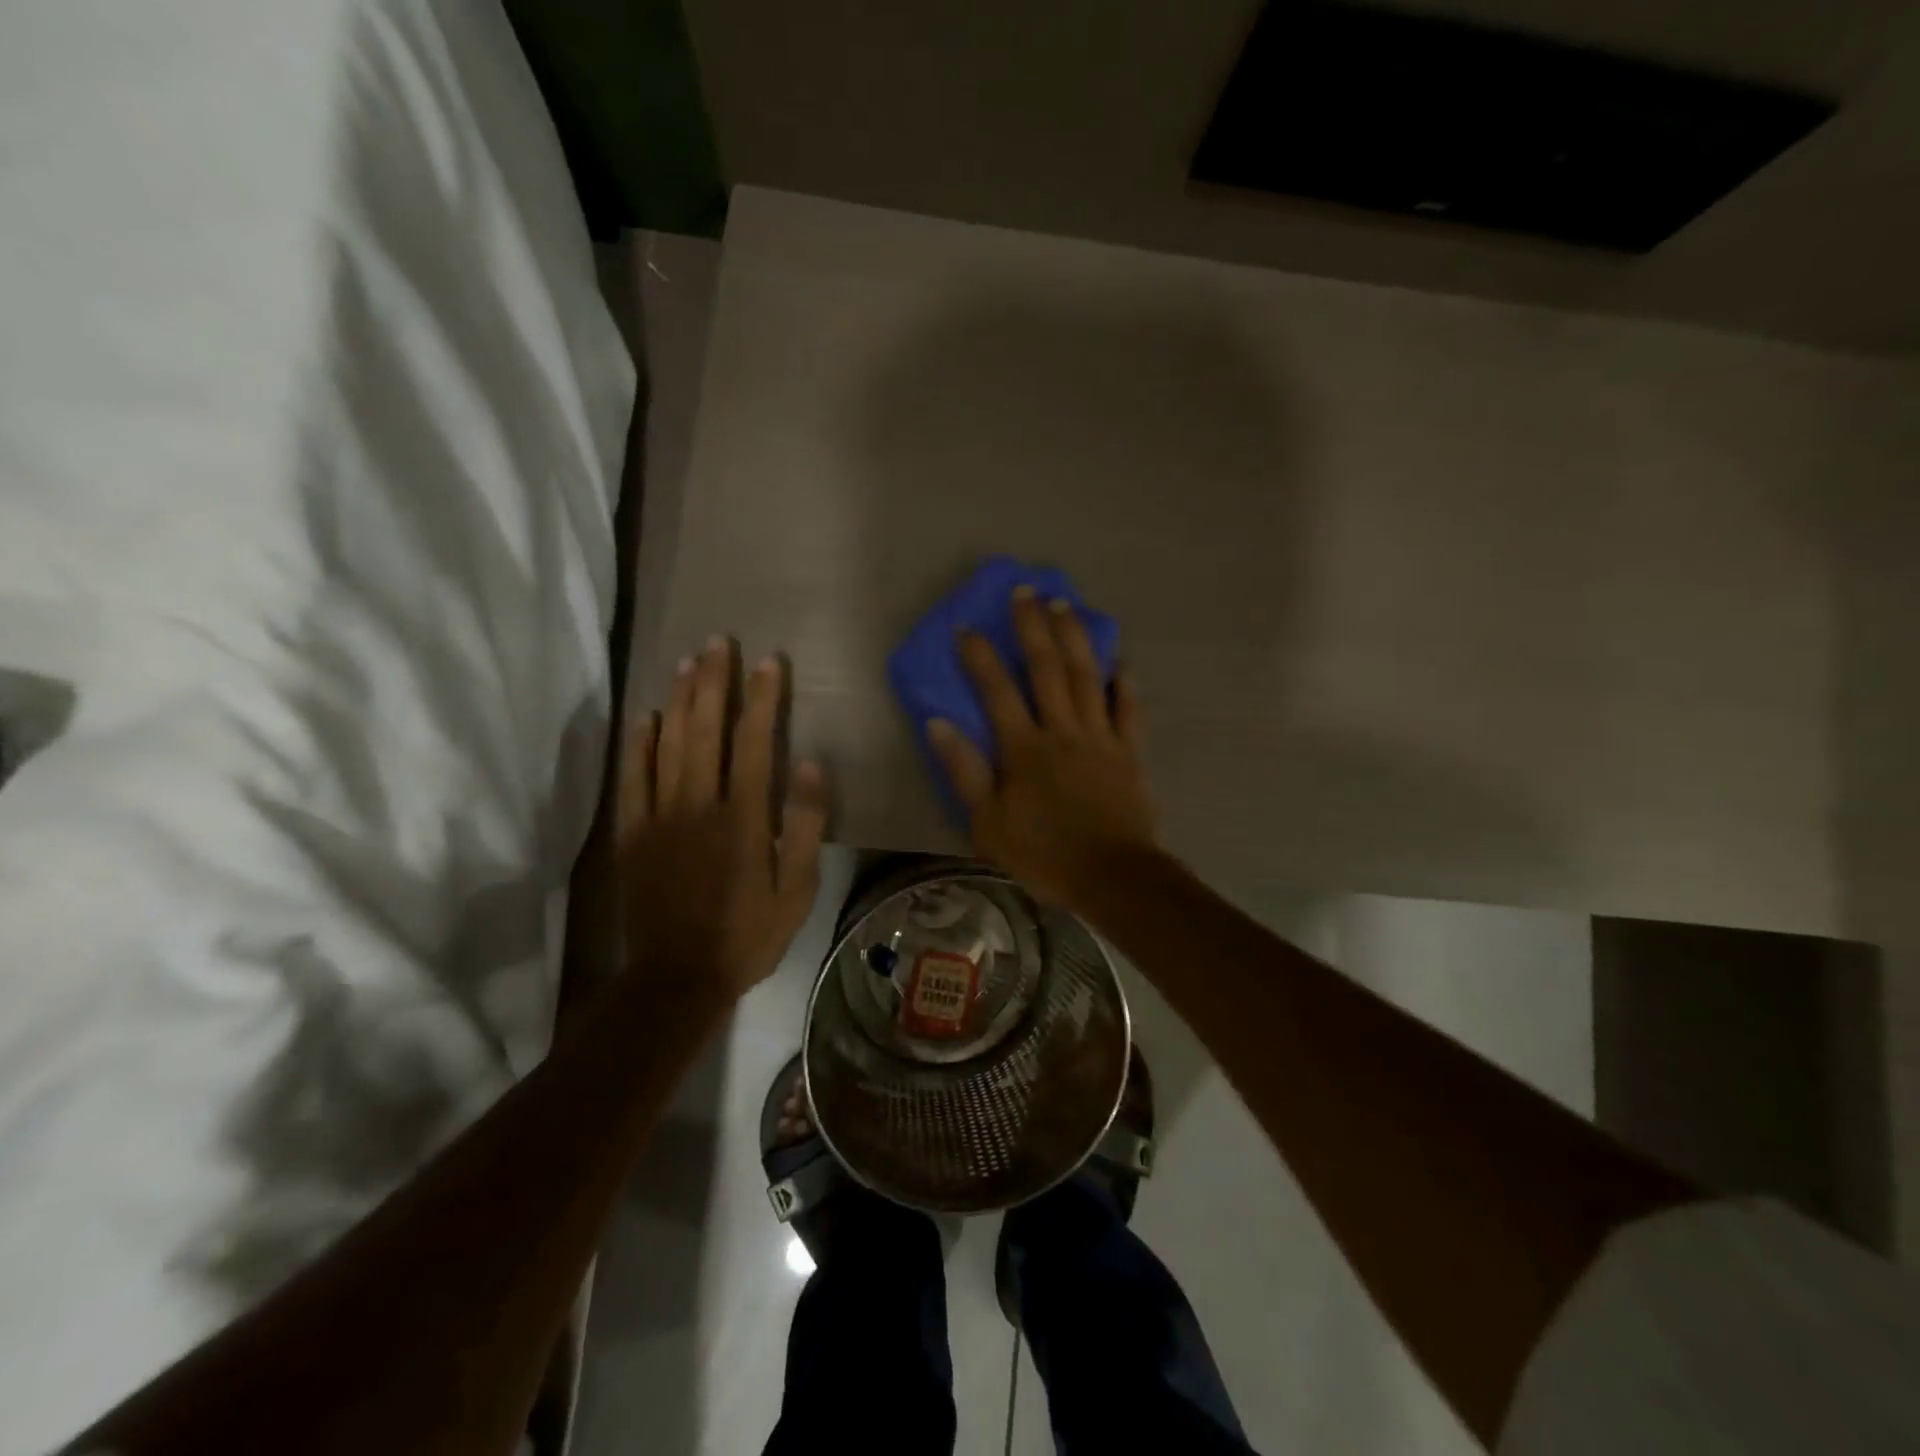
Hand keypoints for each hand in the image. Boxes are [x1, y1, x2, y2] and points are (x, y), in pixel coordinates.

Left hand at [617, 637, 828, 1002]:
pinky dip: (637, 744)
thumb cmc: (748, 934)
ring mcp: (659, 817)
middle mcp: (698, 805)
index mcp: (743, 818)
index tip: (769, 662)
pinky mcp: (631, 834)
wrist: (678, 977)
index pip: (753, 742)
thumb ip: (803, 825)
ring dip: (678, 700)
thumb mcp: (797, 890)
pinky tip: (644, 716)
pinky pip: (632, 778)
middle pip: (705, 730)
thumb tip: (808, 763)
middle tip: (718, 643)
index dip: (762, 698)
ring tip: (687, 663)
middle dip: (713, 682)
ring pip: (667, 744)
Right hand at [925, 587, 1158, 915]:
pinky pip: (1129, 710)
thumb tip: (939, 723)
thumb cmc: (1043, 854)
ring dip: (1075, 639)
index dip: (980, 657)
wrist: (1112, 877)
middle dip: (1033, 628)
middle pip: (1047, 669)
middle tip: (1027, 592)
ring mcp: (1101, 738)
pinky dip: (1124, 683)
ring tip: (1065, 606)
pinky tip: (1120, 661)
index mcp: (1024, 749)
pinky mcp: (1130, 753)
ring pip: (1087, 678)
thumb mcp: (987, 822)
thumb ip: (964, 770)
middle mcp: (1062, 731)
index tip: (967, 627)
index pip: (997, 691)